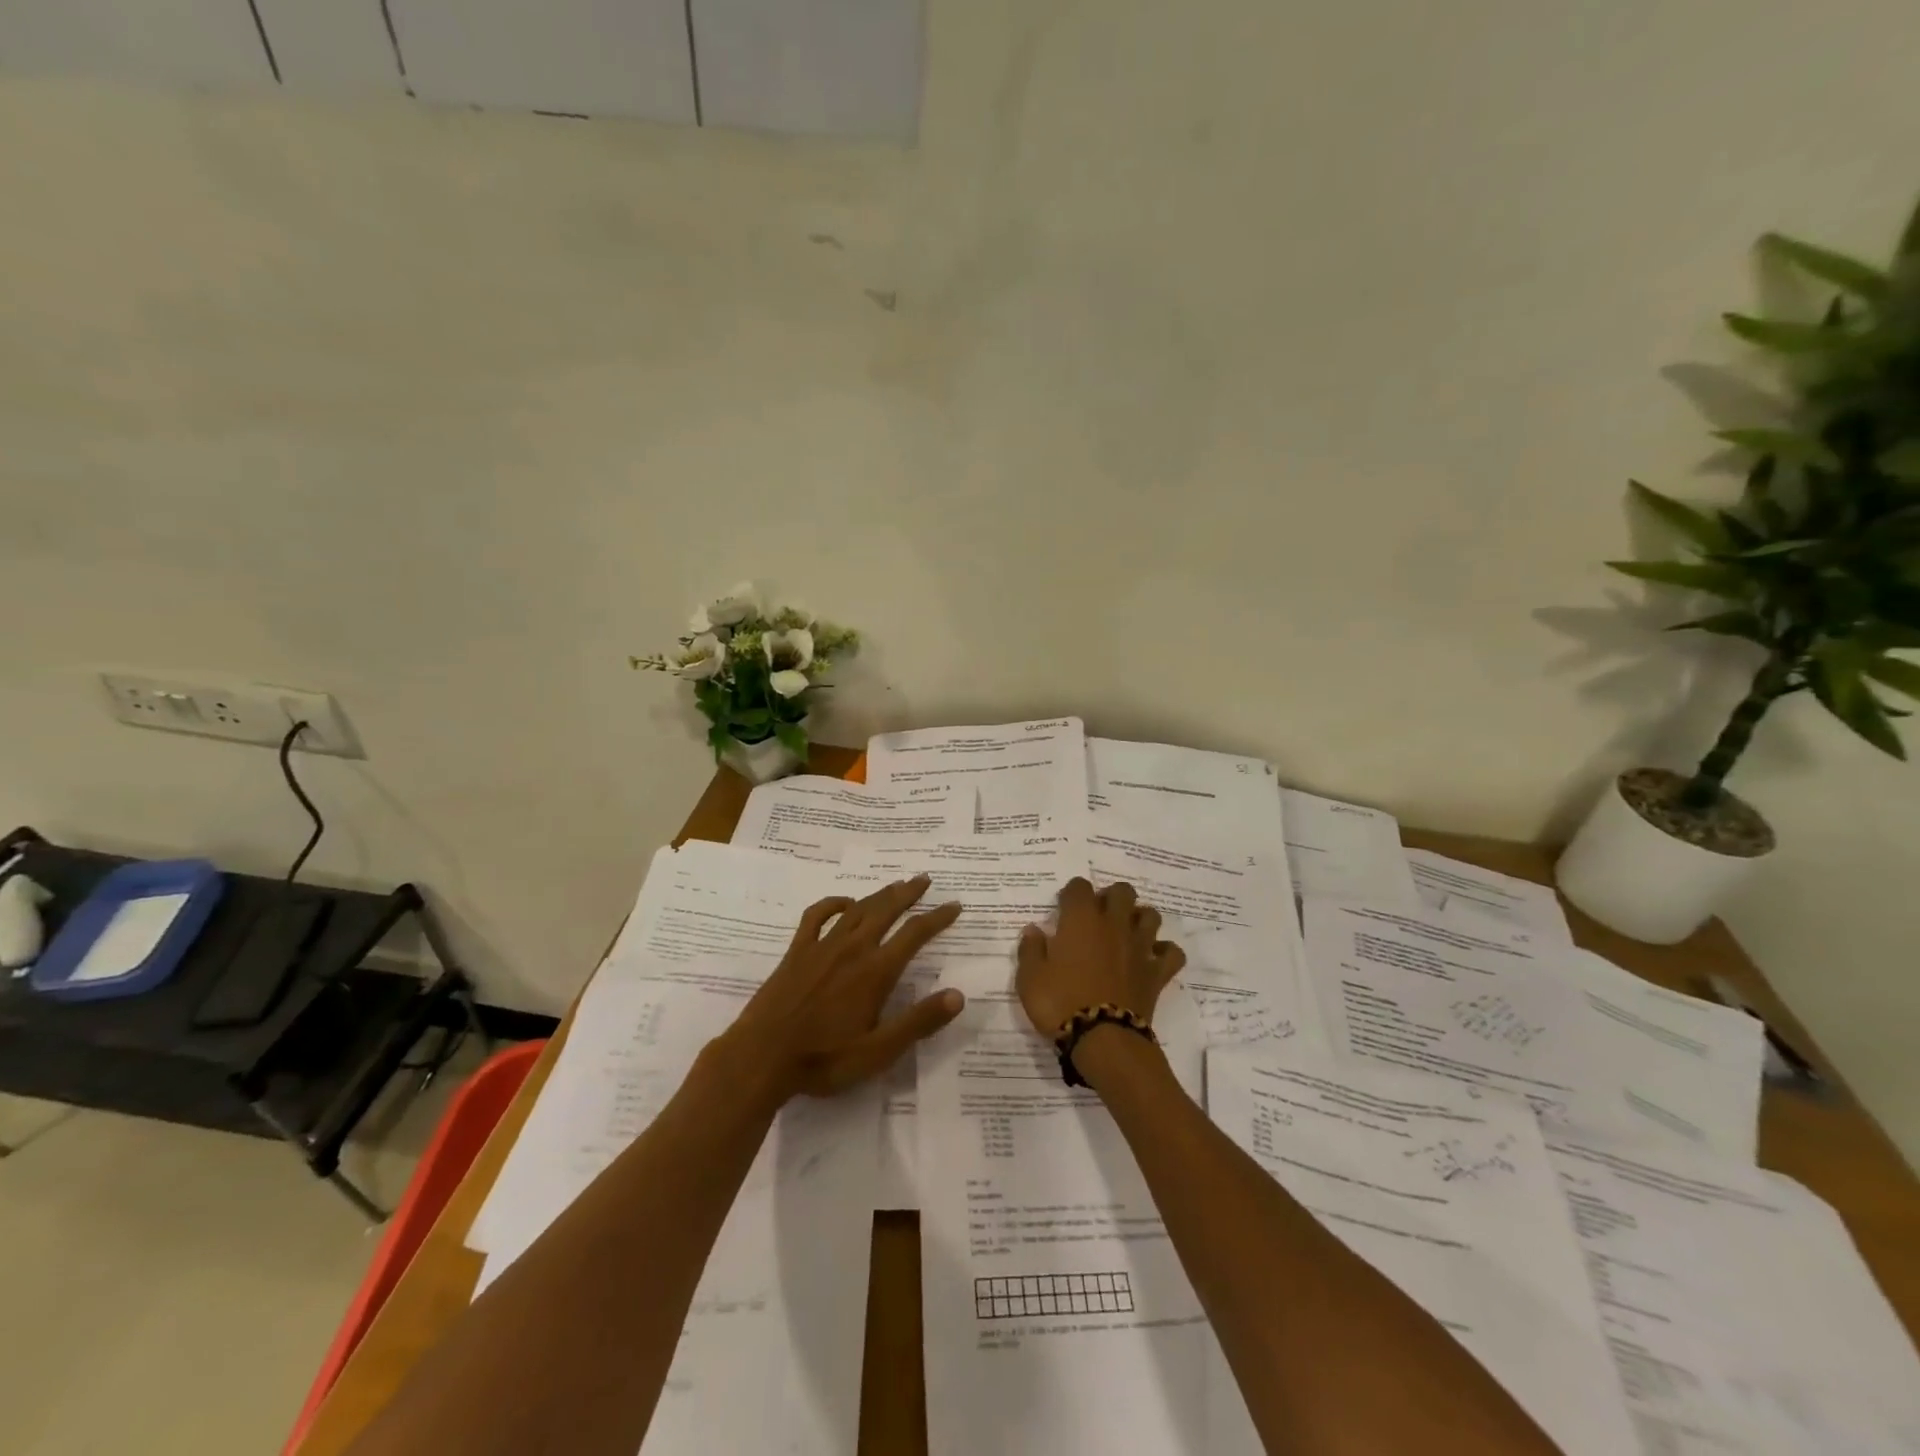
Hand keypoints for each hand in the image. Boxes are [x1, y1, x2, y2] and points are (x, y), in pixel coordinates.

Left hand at [714, 876, 965, 1101]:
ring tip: (895, 884)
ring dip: (879, 894)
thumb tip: (958, 996)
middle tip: (924, 879)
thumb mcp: (879, 1051)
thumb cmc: (824, 1060)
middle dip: (908, 893)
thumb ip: (919, 1022)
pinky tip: (844, 903)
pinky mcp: (797, 951)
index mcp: (875, 972)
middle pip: (886, 910)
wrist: (761, 1058)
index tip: (955, 905)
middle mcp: (852, 949)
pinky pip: (816, 916)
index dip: (938, 918)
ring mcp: (822, 947)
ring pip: (857, 909)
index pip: (914, 934)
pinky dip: (833, 903)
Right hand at [1016, 878, 1186, 1037]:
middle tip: (1097, 917)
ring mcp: (1139, 947)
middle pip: (1122, 891)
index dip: (1072, 893)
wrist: (1102, 1038)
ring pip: (1150, 916)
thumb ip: (1031, 950)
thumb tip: (1033, 930)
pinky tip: (1151, 958)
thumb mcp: (1029, 978)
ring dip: (1139, 919)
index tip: (1064, 908)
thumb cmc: (1060, 1002)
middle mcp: (1114, 924)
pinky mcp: (1157, 973)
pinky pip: (1172, 953)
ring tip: (1125, 933)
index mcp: (1081, 920)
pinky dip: (1164, 952)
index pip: (1080, 886)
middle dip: (1111, 897)